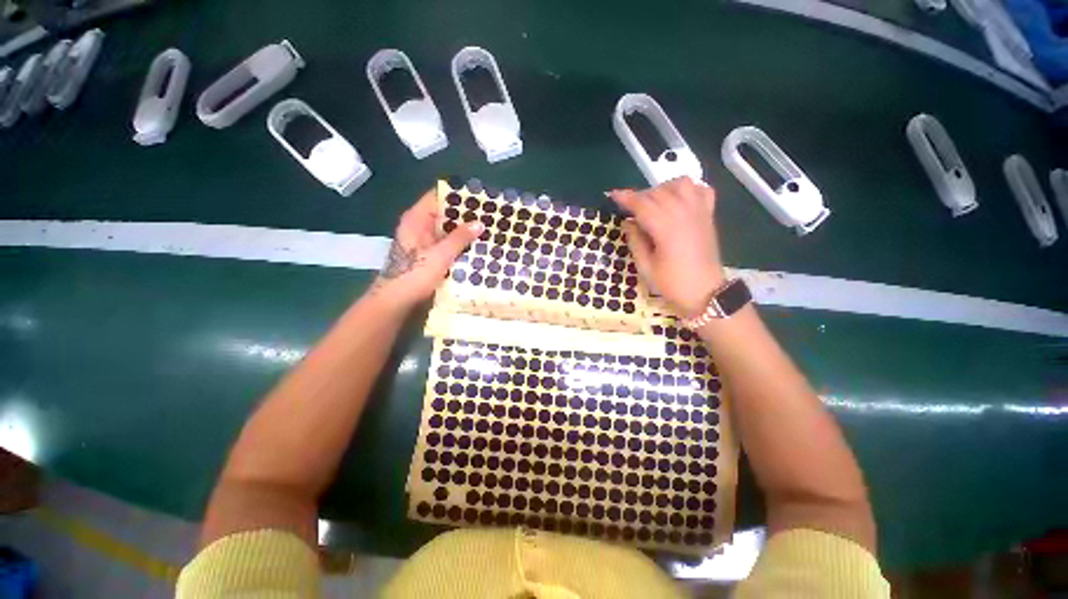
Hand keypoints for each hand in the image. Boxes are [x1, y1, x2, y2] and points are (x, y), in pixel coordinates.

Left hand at [374, 189, 482, 310]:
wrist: (396, 300)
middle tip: (489, 215)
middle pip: (444, 212)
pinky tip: (476, 246)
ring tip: (488, 228)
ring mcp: (424, 240)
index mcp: (417, 219)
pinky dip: (459, 243)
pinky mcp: (429, 253)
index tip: (479, 197)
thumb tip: (480, 223)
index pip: (438, 196)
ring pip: (447, 229)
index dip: (457, 195)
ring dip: (464, 230)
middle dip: (465, 214)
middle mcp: (419, 225)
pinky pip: (447, 243)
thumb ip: (460, 238)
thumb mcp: (440, 255)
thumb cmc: (415, 274)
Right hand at [610, 177, 725, 317]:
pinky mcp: (708, 215)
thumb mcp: (645, 267)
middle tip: (629, 209)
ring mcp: (699, 212)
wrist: (705, 292)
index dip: (626, 198)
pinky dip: (688, 189)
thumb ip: (635, 241)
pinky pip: (701, 190)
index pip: (642, 204)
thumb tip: (627, 222)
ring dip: (663, 188)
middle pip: (658, 192)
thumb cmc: (672, 283)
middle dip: (640, 196)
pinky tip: (678, 200)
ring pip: (681, 184)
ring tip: (654, 202)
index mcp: (666, 228)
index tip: (612, 195)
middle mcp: (684, 214)